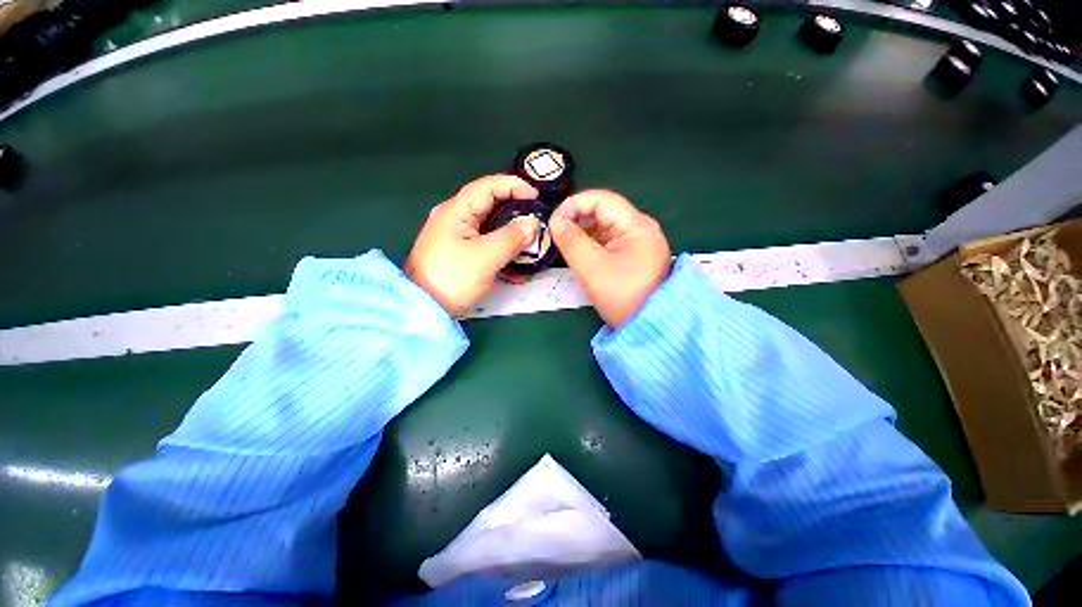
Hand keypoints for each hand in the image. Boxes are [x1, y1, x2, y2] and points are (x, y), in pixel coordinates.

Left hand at [406, 175, 541, 316]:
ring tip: (532, 246)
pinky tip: (517, 267)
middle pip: (492, 206)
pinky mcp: (463, 254)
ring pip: (492, 228)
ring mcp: (459, 237)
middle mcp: (456, 218)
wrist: (424, 309)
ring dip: (513, 236)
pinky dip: (504, 252)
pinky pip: (488, 245)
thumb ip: (511, 238)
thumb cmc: (452, 278)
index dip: (514, 186)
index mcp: (456, 210)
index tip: (537, 198)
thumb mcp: (485, 257)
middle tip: (538, 223)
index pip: (488, 186)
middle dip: (517, 213)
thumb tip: (533, 224)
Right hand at [550, 190, 670, 327]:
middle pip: (603, 211)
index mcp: (636, 225)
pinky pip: (608, 240)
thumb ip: (571, 241)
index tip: (553, 222)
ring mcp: (638, 241)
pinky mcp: (633, 255)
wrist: (648, 326)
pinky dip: (591, 242)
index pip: (601, 199)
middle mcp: (640, 227)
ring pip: (604, 226)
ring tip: (563, 242)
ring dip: (582, 231)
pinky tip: (577, 251)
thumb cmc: (621, 296)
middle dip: (576, 218)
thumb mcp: (592, 268)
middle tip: (555, 233)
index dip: (574, 205)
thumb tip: (556, 221)